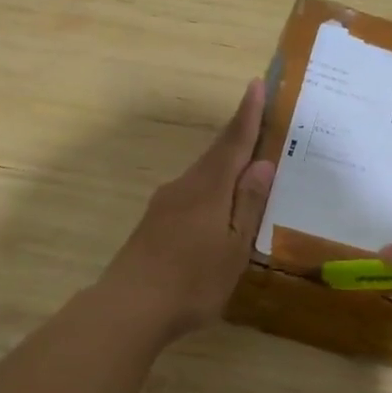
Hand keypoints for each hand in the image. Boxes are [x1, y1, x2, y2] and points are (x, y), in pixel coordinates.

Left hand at [100, 80, 275, 342]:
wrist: (128, 308)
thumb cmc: (192, 280)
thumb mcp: (233, 246)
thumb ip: (247, 203)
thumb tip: (263, 162)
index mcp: (208, 188)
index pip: (233, 142)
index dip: (248, 115)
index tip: (256, 84)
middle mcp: (184, 187)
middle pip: (217, 155)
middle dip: (238, 137)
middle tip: (261, 122)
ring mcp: (165, 204)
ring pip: (203, 176)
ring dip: (226, 166)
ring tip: (248, 169)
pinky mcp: (154, 223)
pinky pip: (191, 195)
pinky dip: (211, 190)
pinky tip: (218, 210)